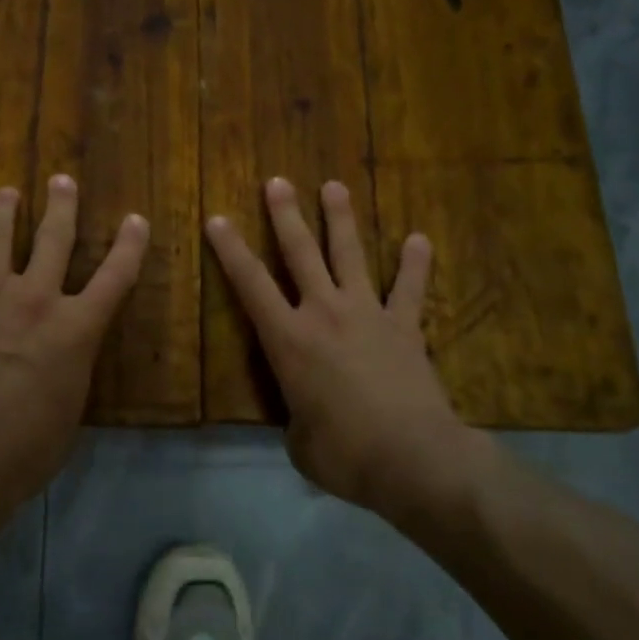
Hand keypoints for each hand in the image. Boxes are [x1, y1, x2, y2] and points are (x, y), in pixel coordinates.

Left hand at [0, 176, 149, 537]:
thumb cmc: (28, 447)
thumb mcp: (71, 407)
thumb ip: (71, 369)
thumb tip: (65, 358)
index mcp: (76, 328)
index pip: (115, 276)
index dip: (130, 245)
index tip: (136, 219)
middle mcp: (37, 300)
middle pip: (54, 239)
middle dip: (62, 206)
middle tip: (62, 180)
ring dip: (3, 212)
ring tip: (6, 192)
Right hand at [205, 177, 467, 511]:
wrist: (412, 457)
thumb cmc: (343, 453)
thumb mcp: (299, 441)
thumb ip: (297, 417)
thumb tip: (306, 418)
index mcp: (288, 339)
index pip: (250, 285)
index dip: (231, 250)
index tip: (218, 218)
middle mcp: (324, 313)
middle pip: (301, 254)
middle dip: (286, 216)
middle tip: (277, 182)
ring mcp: (367, 314)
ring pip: (350, 255)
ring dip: (340, 219)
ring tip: (334, 186)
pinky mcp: (404, 327)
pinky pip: (409, 289)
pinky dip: (414, 264)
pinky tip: (420, 239)